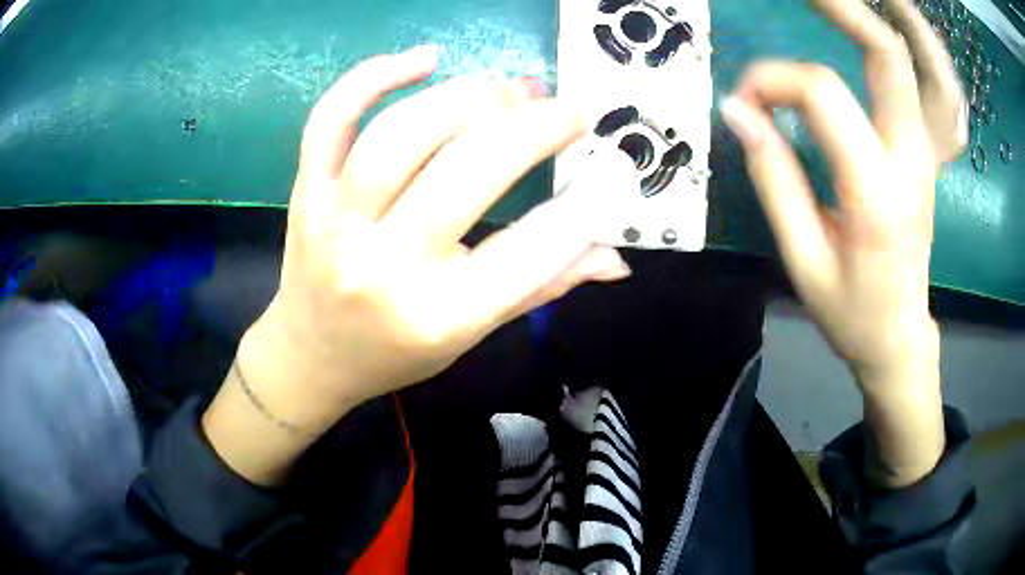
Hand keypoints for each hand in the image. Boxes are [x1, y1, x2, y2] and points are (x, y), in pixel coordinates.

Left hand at [204, 47, 633, 484]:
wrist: (311, 356)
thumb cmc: (395, 353)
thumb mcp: (471, 335)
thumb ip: (542, 287)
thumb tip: (614, 258)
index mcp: (438, 317)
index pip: (531, 252)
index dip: (583, 205)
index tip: (610, 171)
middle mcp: (385, 268)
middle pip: (466, 173)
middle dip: (532, 128)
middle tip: (565, 110)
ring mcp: (336, 224)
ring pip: (400, 135)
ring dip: (466, 99)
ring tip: (505, 91)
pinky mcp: (307, 193)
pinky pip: (331, 120)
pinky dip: (374, 76)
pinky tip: (424, 59)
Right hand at [721, 0, 964, 485]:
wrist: (899, 335)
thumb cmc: (850, 312)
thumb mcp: (802, 259)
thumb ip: (772, 177)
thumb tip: (738, 111)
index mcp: (875, 195)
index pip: (823, 96)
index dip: (774, 80)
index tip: (745, 101)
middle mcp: (910, 162)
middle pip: (888, 58)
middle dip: (844, 10)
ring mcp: (925, 154)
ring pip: (920, 65)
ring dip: (891, 22)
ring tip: (849, 0)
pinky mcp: (927, 154)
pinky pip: (932, 90)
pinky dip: (916, 51)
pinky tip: (890, 30)